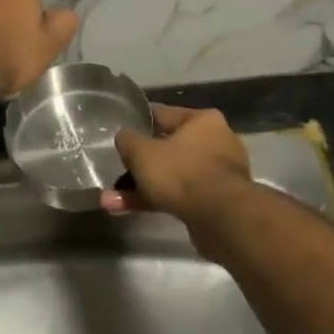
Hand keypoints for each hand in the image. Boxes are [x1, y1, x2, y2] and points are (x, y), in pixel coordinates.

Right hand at [106, 104, 253, 223]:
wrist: (222, 218)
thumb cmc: (182, 173)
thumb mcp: (143, 153)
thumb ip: (128, 140)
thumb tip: (124, 137)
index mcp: (203, 120)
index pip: (164, 114)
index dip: (140, 121)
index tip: (123, 130)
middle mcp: (216, 141)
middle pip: (168, 148)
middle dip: (140, 164)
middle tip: (118, 171)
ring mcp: (218, 174)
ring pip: (172, 175)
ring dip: (142, 187)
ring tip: (112, 200)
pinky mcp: (217, 201)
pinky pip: (180, 195)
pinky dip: (157, 200)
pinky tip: (128, 210)